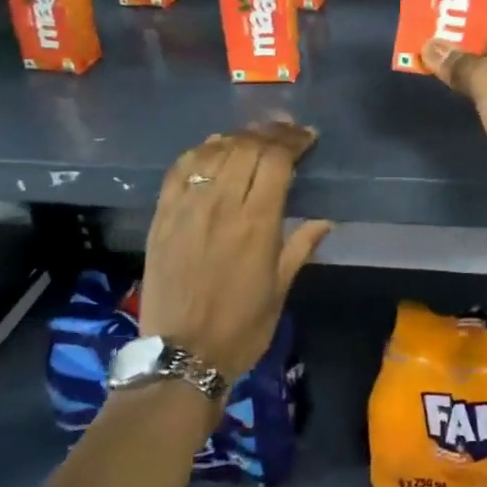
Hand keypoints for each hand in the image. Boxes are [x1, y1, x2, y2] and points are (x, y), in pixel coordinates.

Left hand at [139, 122, 332, 381]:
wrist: (182, 355)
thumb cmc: (242, 327)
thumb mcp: (280, 288)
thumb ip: (300, 247)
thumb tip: (325, 221)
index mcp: (257, 224)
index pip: (276, 160)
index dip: (293, 141)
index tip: (307, 137)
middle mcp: (221, 206)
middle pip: (246, 148)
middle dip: (270, 132)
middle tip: (286, 130)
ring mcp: (187, 209)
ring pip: (213, 152)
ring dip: (237, 137)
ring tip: (253, 136)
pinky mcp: (162, 217)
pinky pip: (179, 170)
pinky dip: (199, 152)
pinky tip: (212, 149)